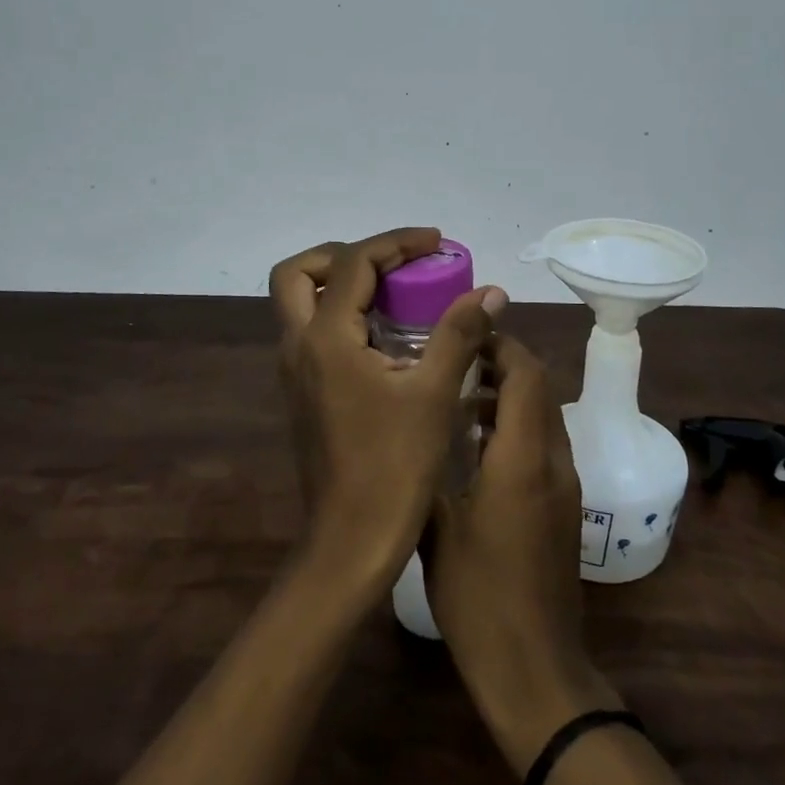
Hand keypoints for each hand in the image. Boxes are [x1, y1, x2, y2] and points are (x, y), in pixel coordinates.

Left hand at [269, 228, 503, 594]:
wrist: (351, 541)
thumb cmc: (394, 467)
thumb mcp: (434, 394)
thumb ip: (459, 333)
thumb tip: (490, 292)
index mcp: (325, 338)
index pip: (354, 263)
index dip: (396, 243)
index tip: (436, 243)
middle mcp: (298, 346)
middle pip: (298, 273)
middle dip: (344, 255)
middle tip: (392, 264)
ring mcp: (294, 371)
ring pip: (299, 303)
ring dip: (341, 284)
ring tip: (394, 292)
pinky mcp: (301, 393)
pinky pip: (312, 332)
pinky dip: (341, 315)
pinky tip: (385, 337)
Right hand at [425, 334, 622, 774]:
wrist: (534, 667)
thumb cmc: (477, 596)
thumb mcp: (437, 527)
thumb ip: (431, 467)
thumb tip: (420, 424)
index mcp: (523, 459)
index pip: (526, 375)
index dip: (501, 344)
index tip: (464, 332)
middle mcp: (554, 462)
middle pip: (540, 389)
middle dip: (504, 363)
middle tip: (455, 358)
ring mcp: (565, 486)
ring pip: (544, 416)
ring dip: (509, 396)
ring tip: (458, 397)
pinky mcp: (564, 507)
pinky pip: (545, 445)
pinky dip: (517, 427)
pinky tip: (476, 447)